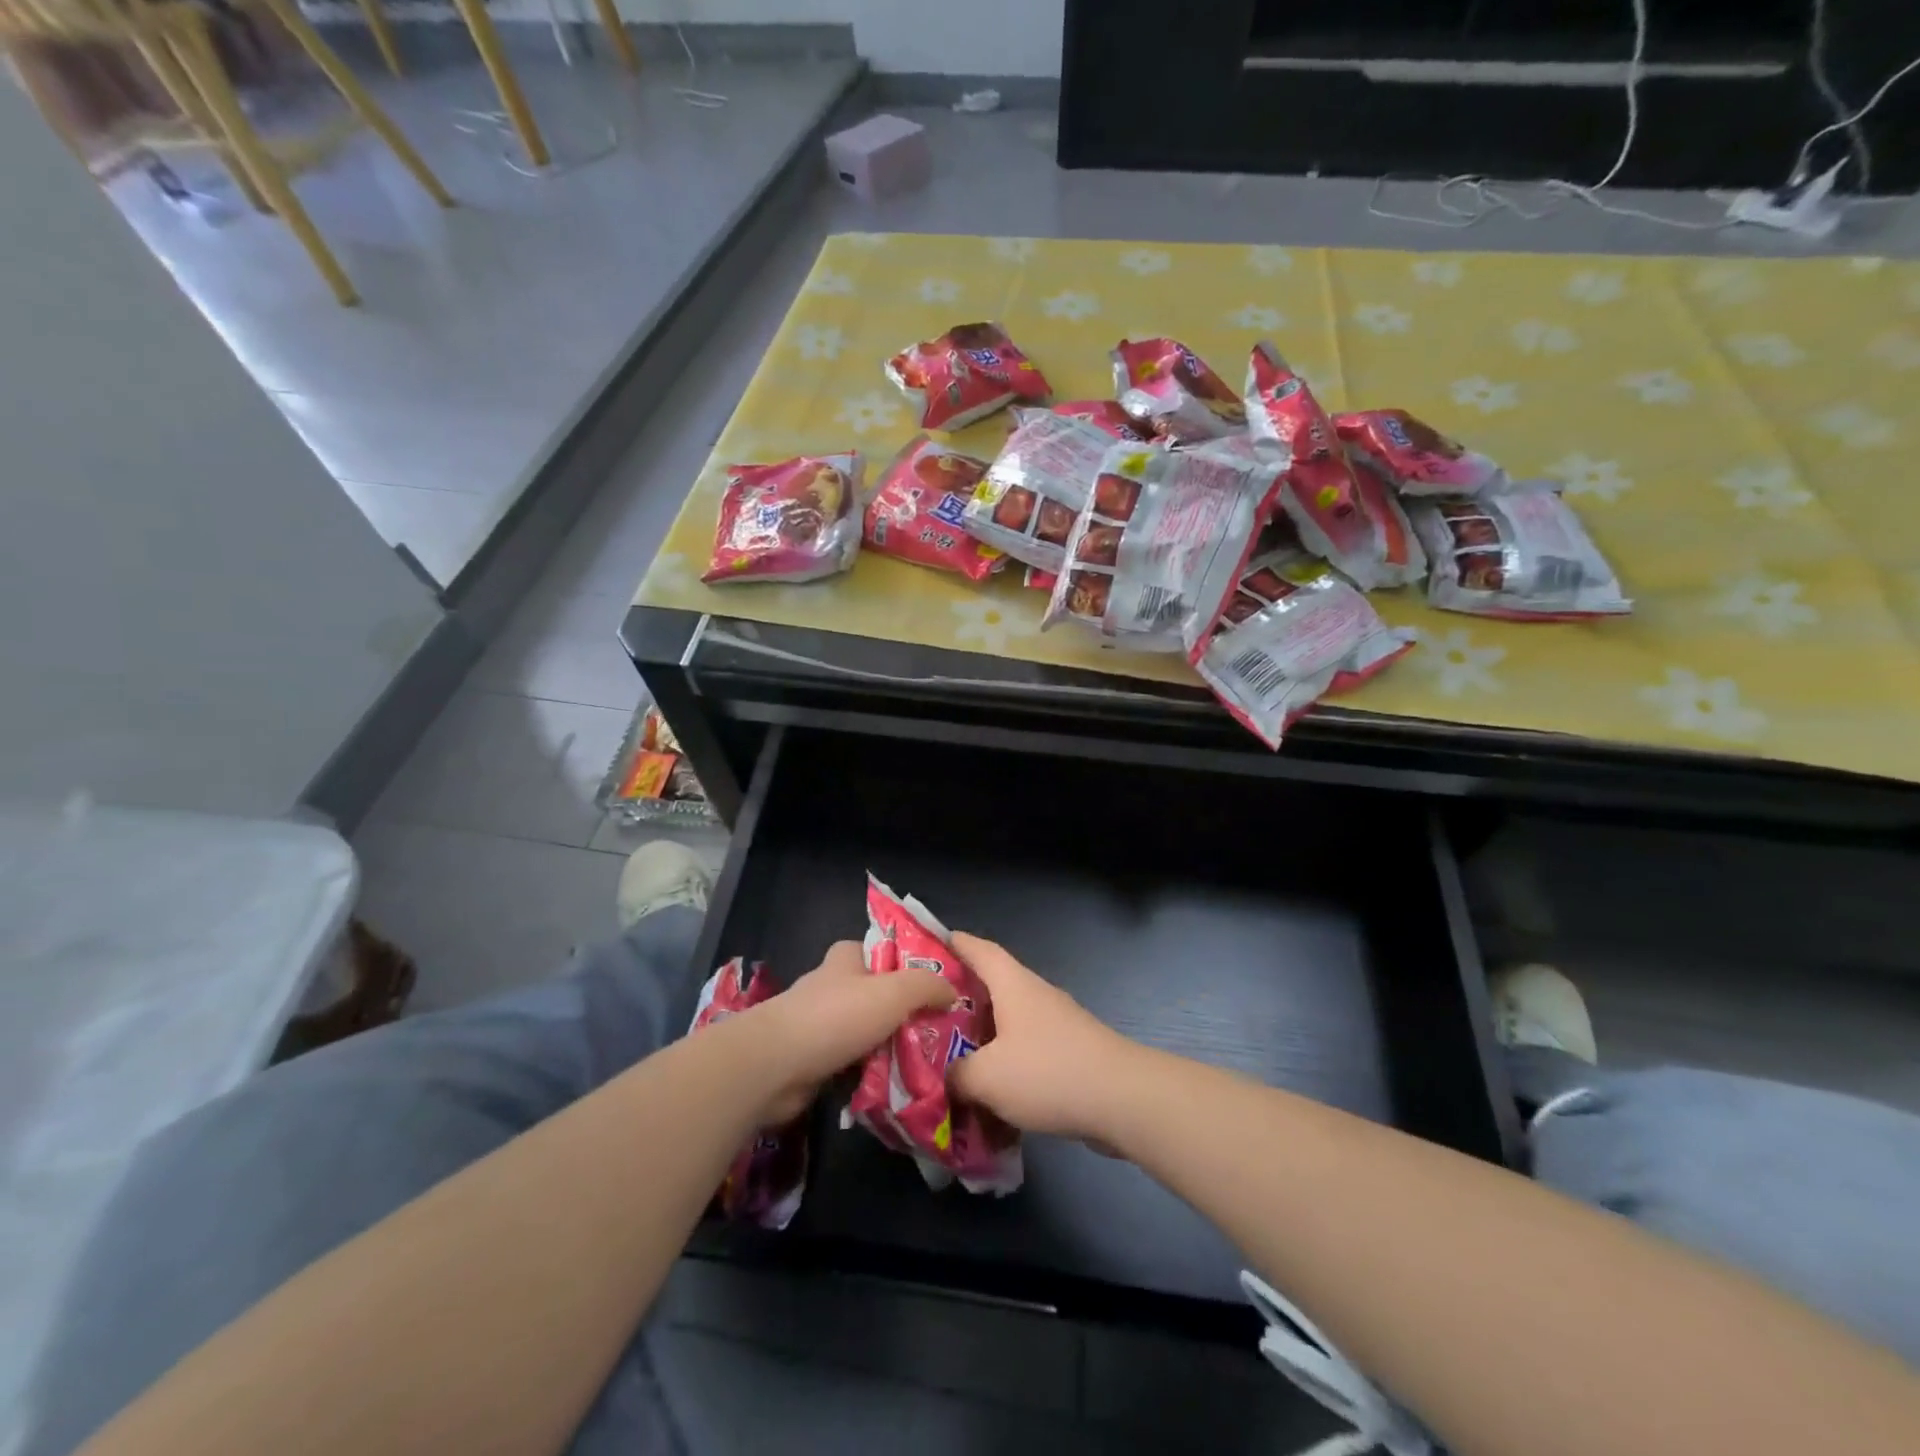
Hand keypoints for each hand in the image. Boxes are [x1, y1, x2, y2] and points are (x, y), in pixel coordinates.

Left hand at [745, 940, 955, 1123]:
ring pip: (858, 1031)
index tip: (926, 985)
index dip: (897, 963)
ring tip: (919, 1064)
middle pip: (868, 994)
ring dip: (881, 1047)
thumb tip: (952, 990)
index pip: (871, 950)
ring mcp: (814, 1026)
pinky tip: (888, 1088)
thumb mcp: (894, 992)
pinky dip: (863, 1074)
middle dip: (895, 1011)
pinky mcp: (807, 1061)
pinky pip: (845, 1064)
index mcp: (844, 961)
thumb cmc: (836, 1017)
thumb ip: (927, 986)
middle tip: (931, 1032)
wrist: (774, 1066)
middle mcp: (828, 988)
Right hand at [946, 932, 1138, 1143]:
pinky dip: (1005, 1060)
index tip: (929, 943)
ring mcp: (1056, 1023)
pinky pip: (1026, 1048)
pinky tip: (990, 1088)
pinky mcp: (1070, 1052)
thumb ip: (956, 1074)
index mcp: (1012, 984)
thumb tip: (944, 1078)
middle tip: (927, 1011)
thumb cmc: (1048, 1072)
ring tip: (951, 1053)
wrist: (1123, 1100)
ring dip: (982, 1034)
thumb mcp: (986, 1077)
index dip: (955, 943)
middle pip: (991, 985)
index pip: (979, 949)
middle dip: (960, 996)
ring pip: (1008, 1020)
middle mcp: (1034, 995)